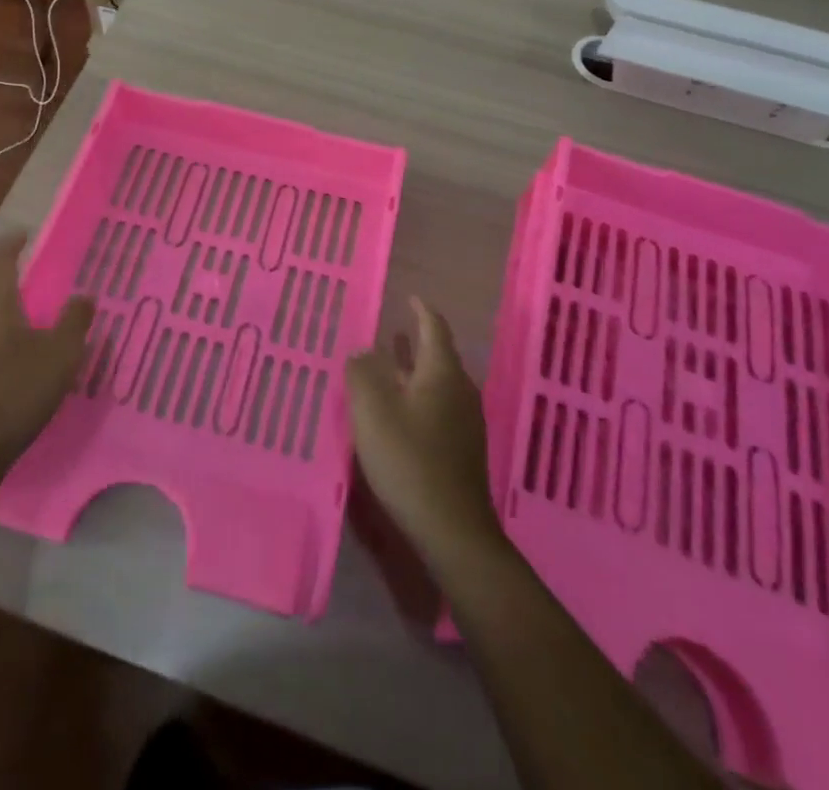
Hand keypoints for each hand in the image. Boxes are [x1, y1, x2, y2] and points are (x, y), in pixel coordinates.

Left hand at [0, 233, 94, 481]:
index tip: (26, 234)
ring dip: (5, 298)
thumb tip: (83, 296)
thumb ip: (74, 320)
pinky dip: (2, 324)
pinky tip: (21, 343)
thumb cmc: (16, 390)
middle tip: (34, 263)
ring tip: (32, 301)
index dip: (11, 244)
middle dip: (7, 269)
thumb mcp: (60, 354)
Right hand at [346, 296, 503, 566]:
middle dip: (414, 342)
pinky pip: (438, 407)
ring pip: (437, 383)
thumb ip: (362, 374)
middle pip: (437, 355)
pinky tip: (399, 412)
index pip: (434, 328)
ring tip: (388, 367)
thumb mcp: (373, 412)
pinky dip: (418, 396)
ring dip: (413, 371)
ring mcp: (465, 422)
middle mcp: (460, 390)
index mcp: (442, 373)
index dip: (421, 310)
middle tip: (388, 332)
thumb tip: (362, 351)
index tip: (409, 297)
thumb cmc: (409, 461)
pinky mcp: (462, 449)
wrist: (453, 531)